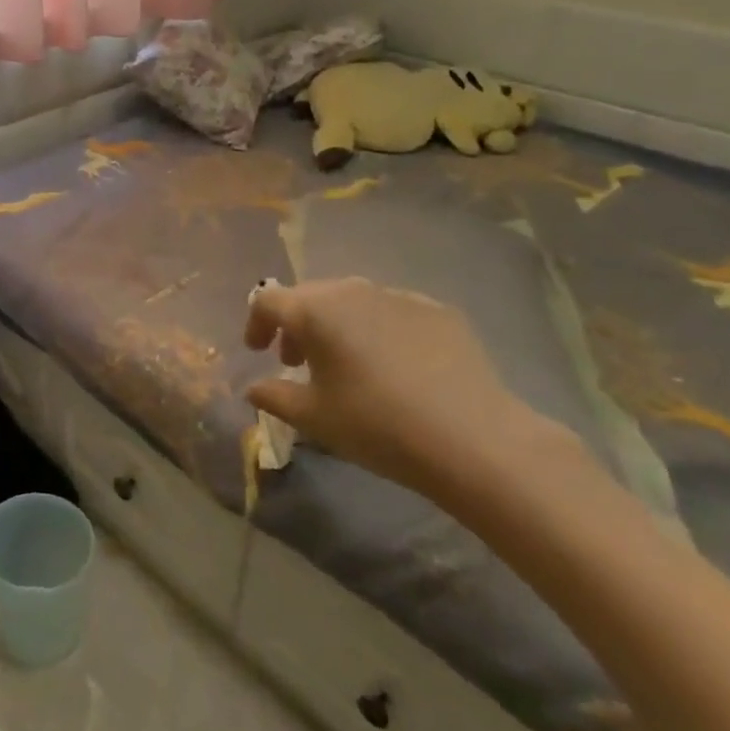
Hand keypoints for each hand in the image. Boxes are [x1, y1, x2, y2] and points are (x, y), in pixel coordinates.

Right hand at [243, 278, 582, 504]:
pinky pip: (392, 311)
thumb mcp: (313, 418)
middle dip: (296, 325)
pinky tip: (394, 366)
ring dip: (337, 325)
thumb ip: (274, 396)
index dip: (255, 323)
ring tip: (345, 363)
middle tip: (297, 361)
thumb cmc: (377, 425)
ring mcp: (399, 297)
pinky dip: (378, 330)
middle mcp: (353, 290)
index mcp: (315, 310)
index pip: (268, 301)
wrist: (474, 440)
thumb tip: (255, 388)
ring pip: (352, 300)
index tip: (258, 352)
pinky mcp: (439, 311)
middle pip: (310, 295)